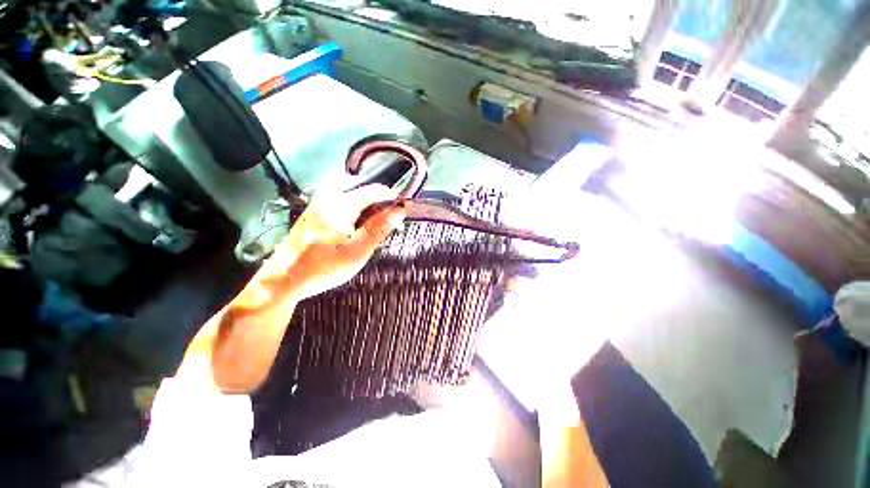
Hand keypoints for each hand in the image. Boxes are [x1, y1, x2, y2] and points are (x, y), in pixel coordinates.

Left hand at [274, 184, 404, 300]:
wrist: (285, 278)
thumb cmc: (324, 266)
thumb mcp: (357, 251)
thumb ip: (378, 228)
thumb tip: (398, 211)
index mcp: (341, 205)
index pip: (372, 190)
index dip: (390, 195)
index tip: (402, 205)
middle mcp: (328, 198)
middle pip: (358, 186)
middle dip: (376, 195)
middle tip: (388, 211)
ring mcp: (317, 204)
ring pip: (347, 191)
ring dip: (364, 199)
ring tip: (374, 215)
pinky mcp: (312, 212)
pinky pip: (337, 198)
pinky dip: (352, 204)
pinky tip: (354, 221)